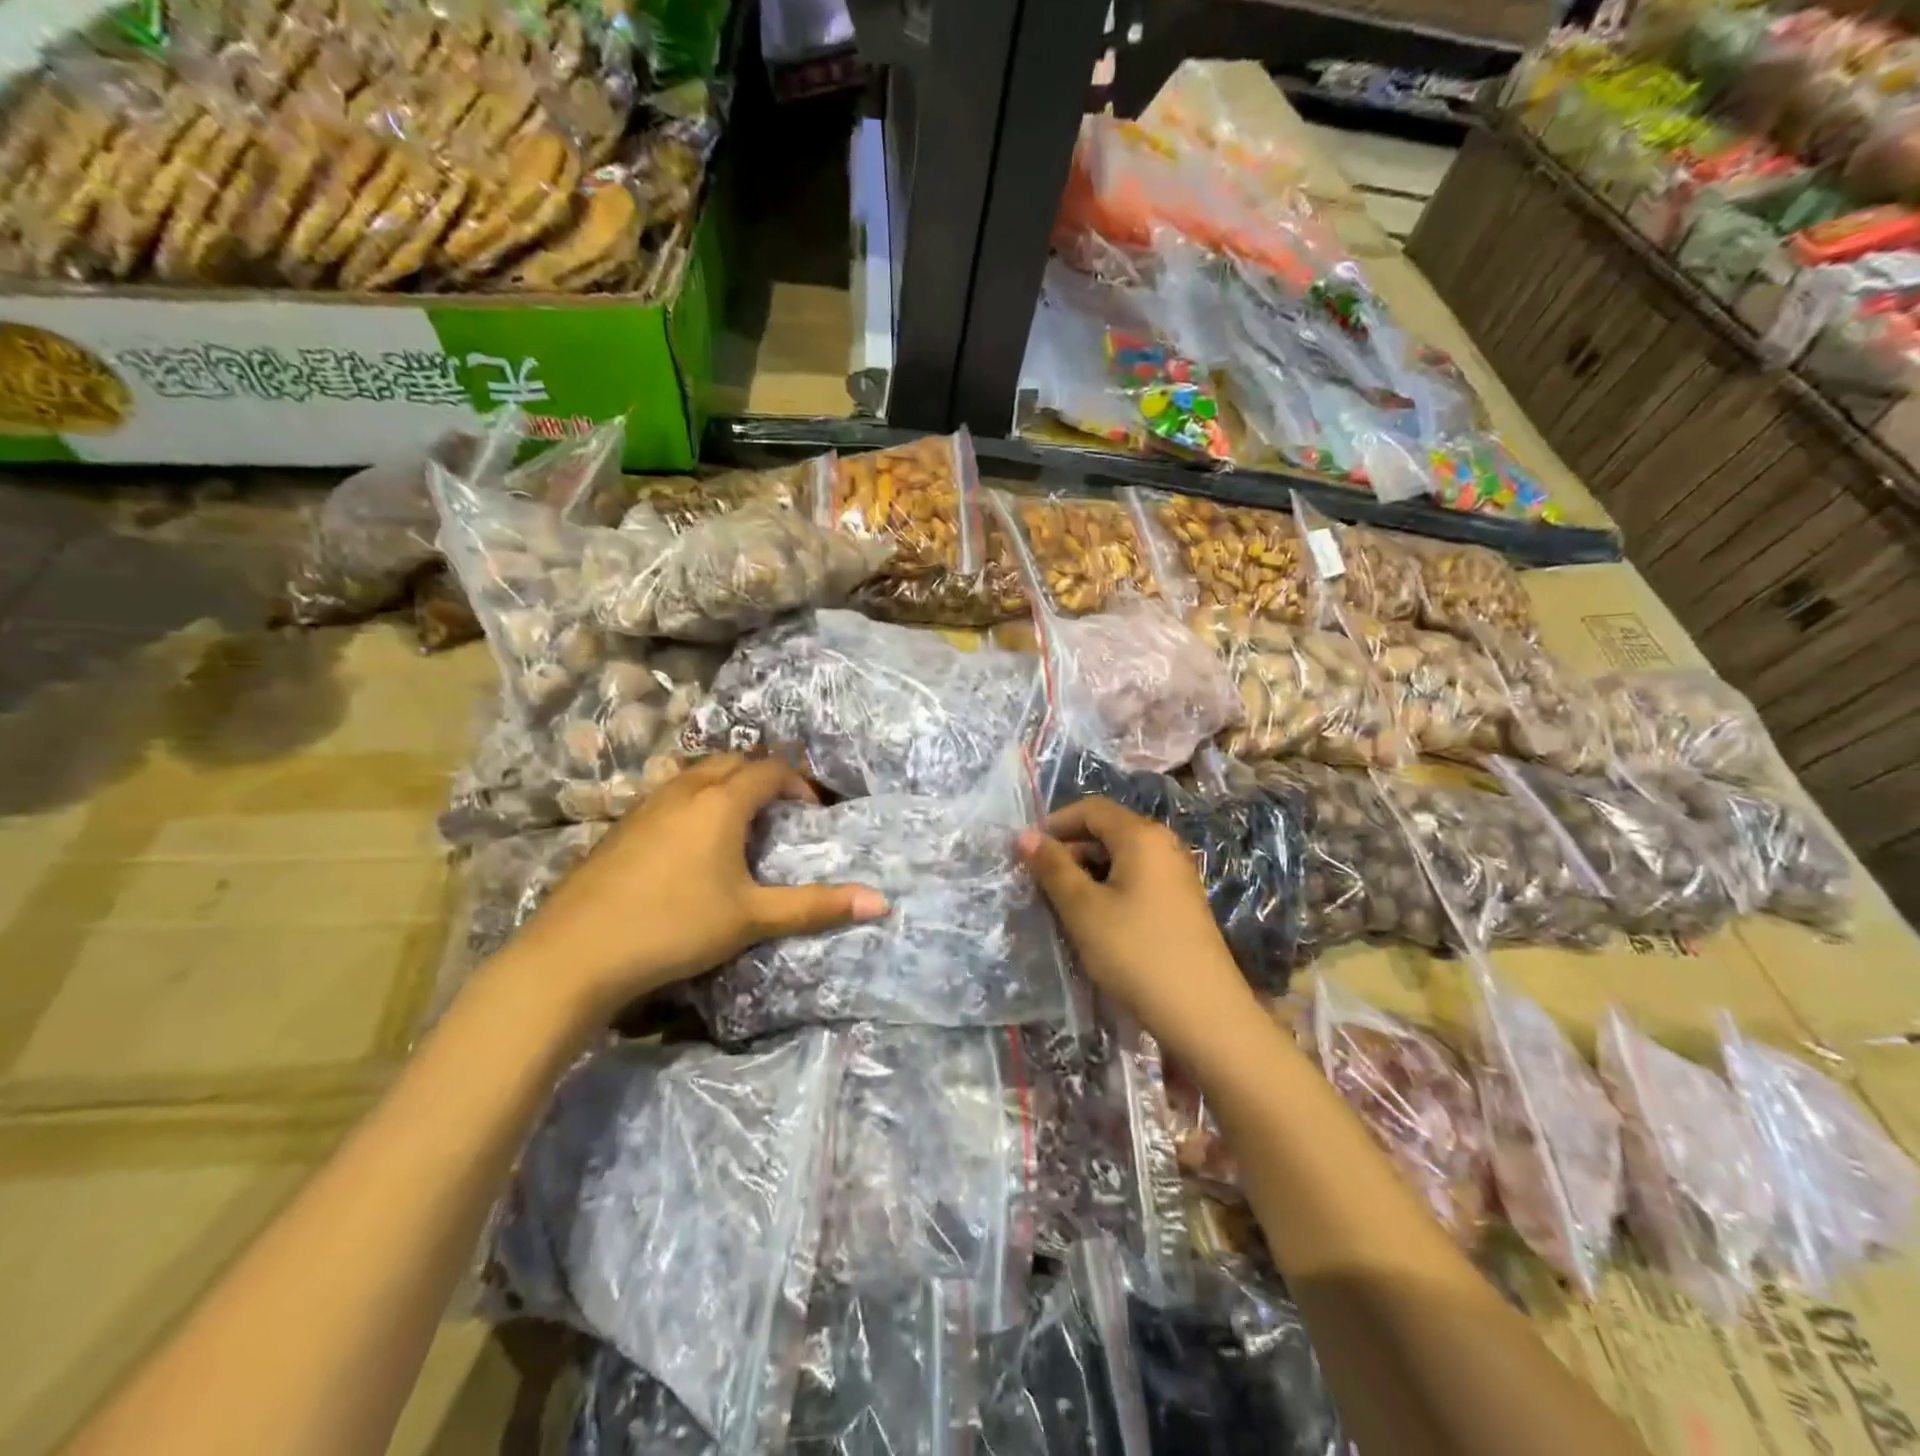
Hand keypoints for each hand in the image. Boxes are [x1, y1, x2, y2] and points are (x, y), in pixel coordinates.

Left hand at [502, 755, 887, 1016]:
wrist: (575, 953)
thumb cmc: (675, 926)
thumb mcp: (753, 918)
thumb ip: (816, 907)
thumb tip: (882, 902)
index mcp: (721, 803)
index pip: (769, 771)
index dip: (797, 783)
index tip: (812, 812)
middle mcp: (684, 791)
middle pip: (731, 762)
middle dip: (762, 777)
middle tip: (780, 812)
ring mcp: (646, 806)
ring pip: (695, 775)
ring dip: (724, 786)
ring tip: (739, 824)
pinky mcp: (620, 828)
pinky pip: (668, 796)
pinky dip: (693, 803)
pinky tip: (689, 845)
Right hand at [1017, 797, 1253, 1059]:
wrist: (1203, 1013)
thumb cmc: (1136, 952)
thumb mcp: (1083, 909)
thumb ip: (1053, 868)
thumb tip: (1025, 835)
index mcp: (1142, 836)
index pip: (1092, 809)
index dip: (1055, 823)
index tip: (1027, 852)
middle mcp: (1164, 845)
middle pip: (1107, 831)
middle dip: (1069, 851)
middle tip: (1039, 884)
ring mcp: (1176, 875)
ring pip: (1120, 858)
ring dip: (1087, 873)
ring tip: (1061, 905)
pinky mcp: (1181, 903)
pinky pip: (1136, 880)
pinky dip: (1109, 889)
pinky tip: (1094, 921)